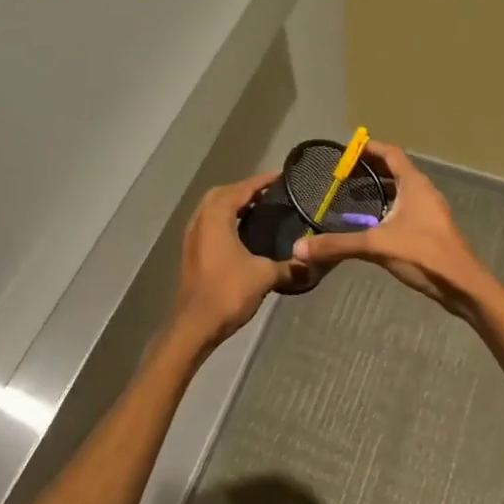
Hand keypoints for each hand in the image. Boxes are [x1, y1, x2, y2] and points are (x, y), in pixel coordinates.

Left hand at [168, 171, 301, 354]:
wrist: (195, 326)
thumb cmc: (228, 292)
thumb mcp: (265, 276)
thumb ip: (289, 266)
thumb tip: (311, 263)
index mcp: (216, 216)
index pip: (241, 188)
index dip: (262, 181)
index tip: (282, 177)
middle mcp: (200, 220)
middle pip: (223, 194)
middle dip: (245, 190)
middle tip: (270, 194)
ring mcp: (192, 237)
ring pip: (213, 209)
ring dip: (234, 205)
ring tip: (260, 210)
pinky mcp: (192, 252)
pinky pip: (210, 224)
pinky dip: (226, 220)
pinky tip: (244, 233)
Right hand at [291, 141, 495, 317]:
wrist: (463, 286)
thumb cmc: (423, 254)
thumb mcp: (376, 246)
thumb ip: (338, 245)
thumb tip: (299, 248)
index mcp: (414, 184)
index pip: (391, 153)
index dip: (369, 148)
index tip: (346, 151)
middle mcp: (423, 192)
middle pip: (395, 170)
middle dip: (370, 169)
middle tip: (342, 174)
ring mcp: (429, 211)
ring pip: (401, 191)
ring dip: (379, 189)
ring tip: (351, 196)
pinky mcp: (430, 230)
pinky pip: (405, 208)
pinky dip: (387, 208)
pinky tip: (370, 224)